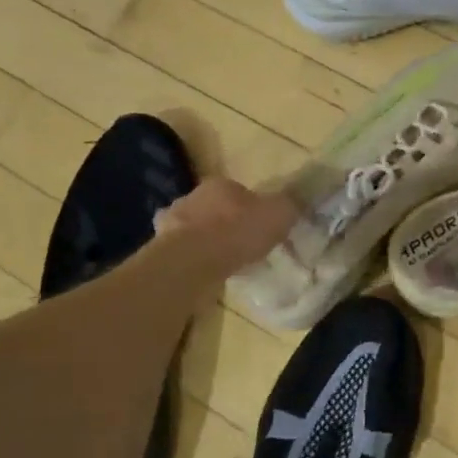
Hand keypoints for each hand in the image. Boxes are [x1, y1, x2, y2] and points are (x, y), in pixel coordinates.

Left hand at [154, 178, 296, 277]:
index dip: (252, 208)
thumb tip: (298, 198)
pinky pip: (182, 252)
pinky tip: (204, 272)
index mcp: (221, 185)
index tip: (261, 227)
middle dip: (226, 223)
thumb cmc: (238, 231)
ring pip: (195, 229)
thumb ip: (290, 204)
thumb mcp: (279, 214)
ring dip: (207, 241)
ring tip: (223, 261)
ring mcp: (172, 223)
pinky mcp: (160, 249)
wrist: (192, 261)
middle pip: (215, 208)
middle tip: (243, 244)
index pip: (239, 191)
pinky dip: (192, 259)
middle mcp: (193, 197)